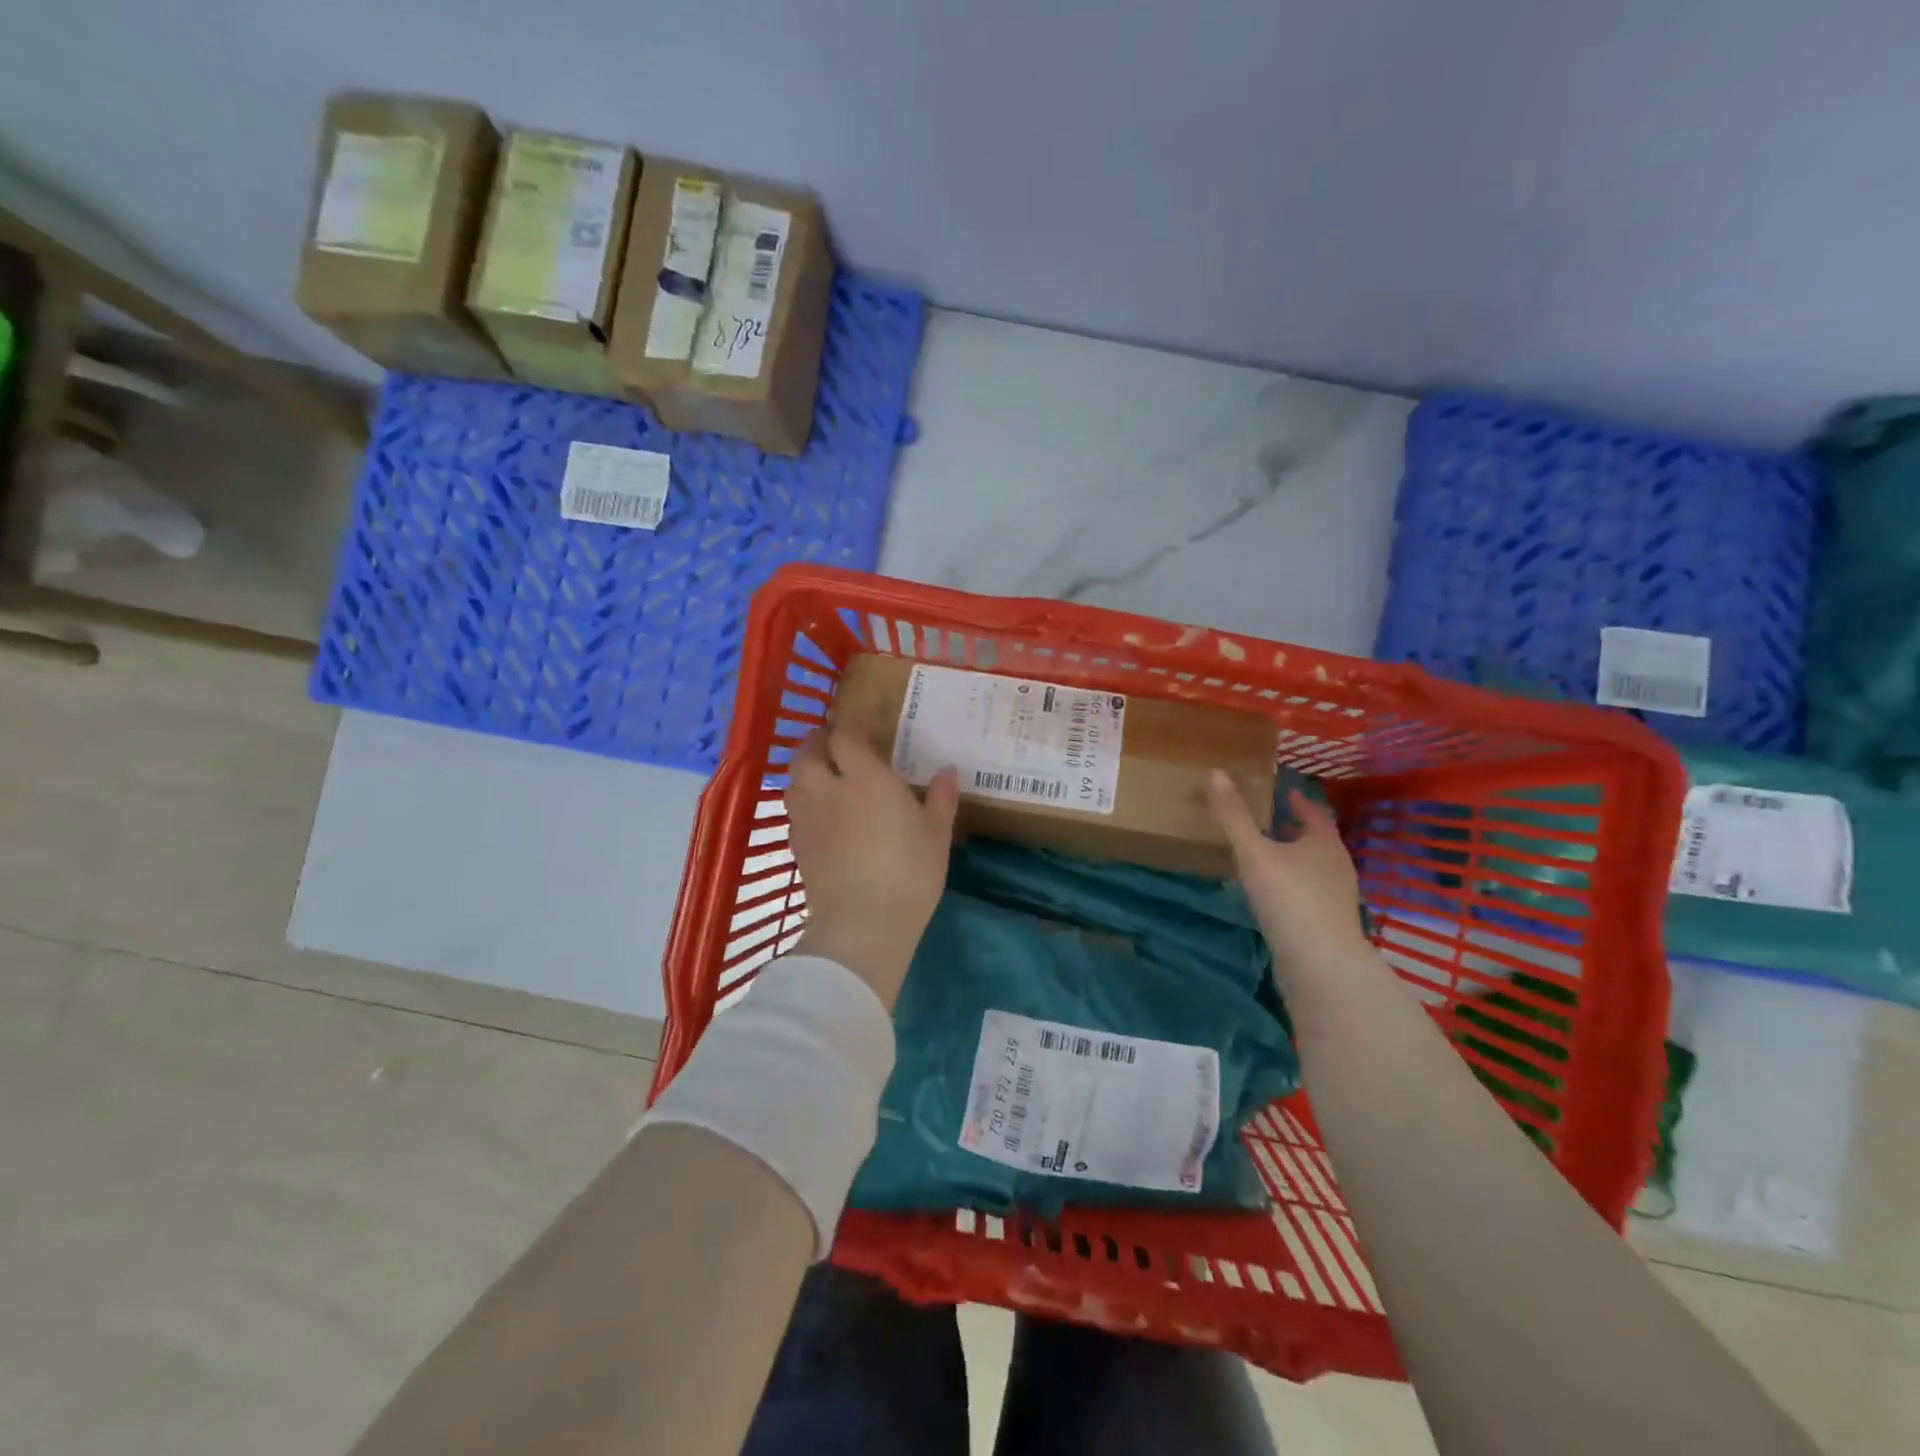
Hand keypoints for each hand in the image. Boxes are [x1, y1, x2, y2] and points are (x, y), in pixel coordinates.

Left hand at [785, 727, 959, 1009]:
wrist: (863, 923)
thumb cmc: (909, 871)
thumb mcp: (937, 833)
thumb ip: (941, 798)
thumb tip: (948, 771)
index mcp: (864, 777)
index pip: (845, 736)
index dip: (850, 728)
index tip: (863, 730)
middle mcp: (828, 789)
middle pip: (806, 754)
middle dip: (817, 744)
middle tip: (835, 747)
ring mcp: (807, 819)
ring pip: (793, 783)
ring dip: (805, 774)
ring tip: (824, 780)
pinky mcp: (797, 847)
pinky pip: (794, 814)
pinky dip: (804, 806)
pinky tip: (821, 819)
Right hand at [1208, 772, 1371, 978]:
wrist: (1321, 966)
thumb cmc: (1290, 899)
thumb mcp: (1255, 853)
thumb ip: (1234, 816)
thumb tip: (1216, 773)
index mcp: (1324, 842)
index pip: (1314, 811)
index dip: (1297, 799)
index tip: (1279, 790)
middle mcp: (1336, 865)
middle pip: (1313, 839)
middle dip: (1290, 828)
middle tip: (1262, 818)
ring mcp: (1334, 897)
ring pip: (1309, 867)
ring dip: (1288, 857)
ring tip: (1258, 853)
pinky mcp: (1325, 923)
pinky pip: (1304, 892)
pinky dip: (1287, 884)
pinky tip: (1266, 892)